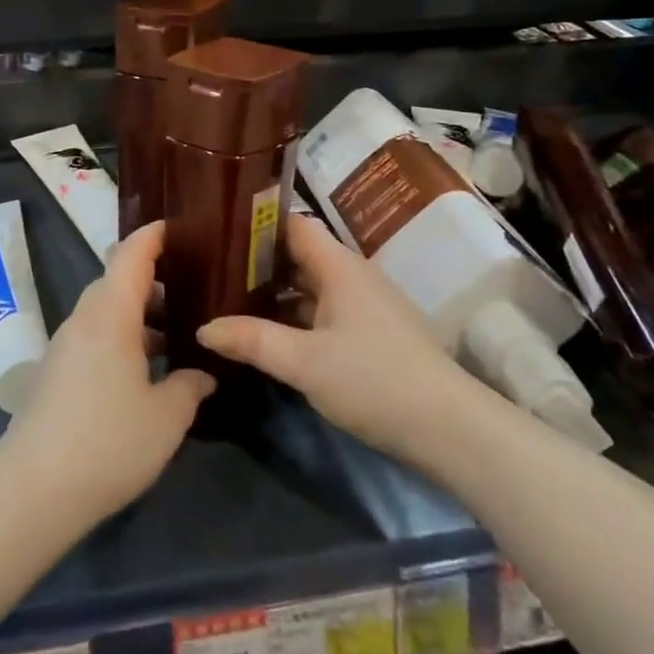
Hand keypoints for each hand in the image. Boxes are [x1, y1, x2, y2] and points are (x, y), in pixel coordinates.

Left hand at [1, 221, 213, 523]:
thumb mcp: (165, 418)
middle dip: (150, 279)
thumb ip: (188, 387)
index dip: (153, 235)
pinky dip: (120, 337)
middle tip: (188, 288)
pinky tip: (141, 371)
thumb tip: (202, 374)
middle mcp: (84, 319)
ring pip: (104, 311)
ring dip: (136, 313)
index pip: (131, 255)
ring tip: (172, 335)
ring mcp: (64, 345)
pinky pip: (93, 335)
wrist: (35, 487)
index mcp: (111, 314)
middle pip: (116, 280)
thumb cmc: (108, 442)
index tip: (177, 226)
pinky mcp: (54, 371)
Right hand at [197, 210, 470, 464]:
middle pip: (298, 255)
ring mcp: (365, 305)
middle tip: (212, 270)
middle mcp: (352, 275)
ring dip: (276, 293)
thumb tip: (202, 328)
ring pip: (310, 286)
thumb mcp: (304, 362)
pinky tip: (271, 336)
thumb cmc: (374, 380)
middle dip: (258, 262)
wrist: (451, 430)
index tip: (217, 230)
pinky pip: (324, 311)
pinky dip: (296, 317)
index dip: (255, 223)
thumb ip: (252, 341)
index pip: (291, 224)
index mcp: (338, 265)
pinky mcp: (373, 334)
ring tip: (231, 301)